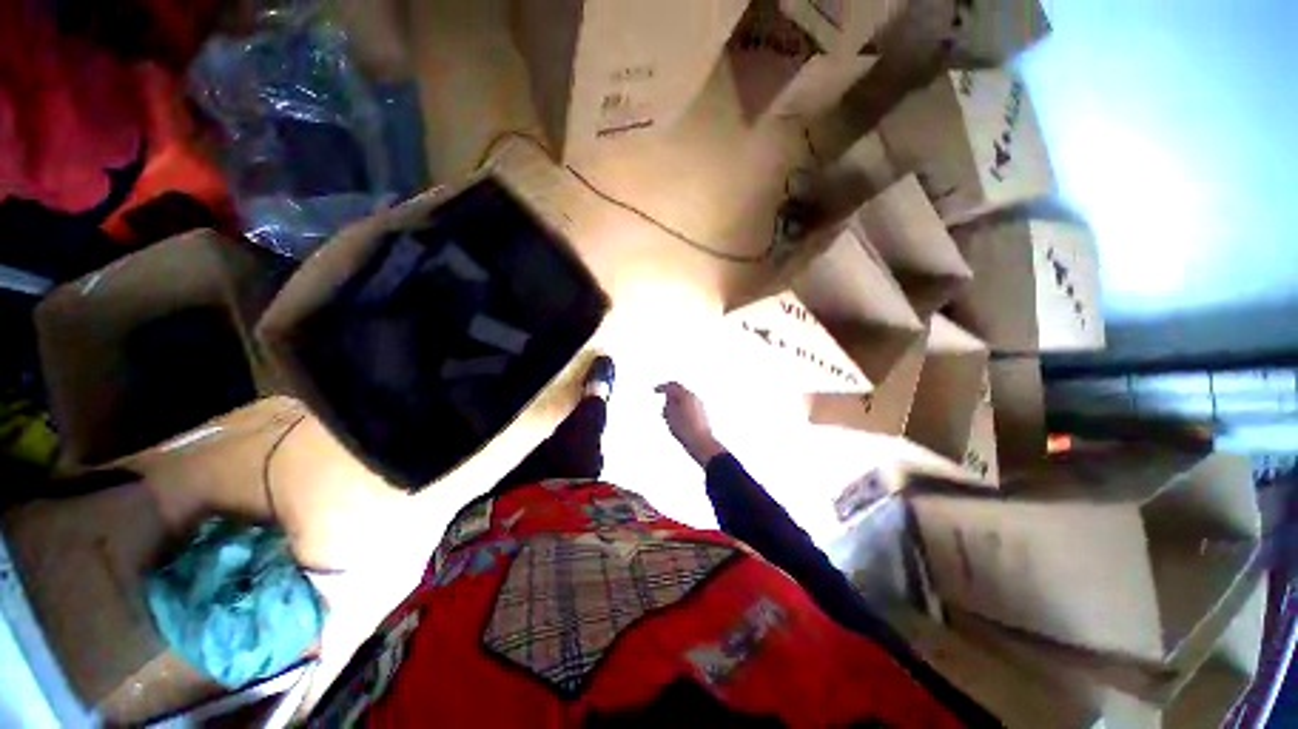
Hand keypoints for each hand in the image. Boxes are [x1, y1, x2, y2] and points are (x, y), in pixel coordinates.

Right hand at [655, 382, 725, 465]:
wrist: (701, 443)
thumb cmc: (686, 429)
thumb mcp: (670, 415)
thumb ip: (668, 403)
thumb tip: (669, 399)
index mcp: (687, 395)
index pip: (673, 386)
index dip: (663, 387)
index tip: (657, 389)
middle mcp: (695, 398)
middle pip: (679, 393)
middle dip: (670, 399)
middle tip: (663, 405)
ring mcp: (700, 407)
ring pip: (684, 402)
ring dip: (676, 407)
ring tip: (669, 419)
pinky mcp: (702, 416)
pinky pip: (689, 410)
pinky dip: (681, 413)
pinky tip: (678, 424)